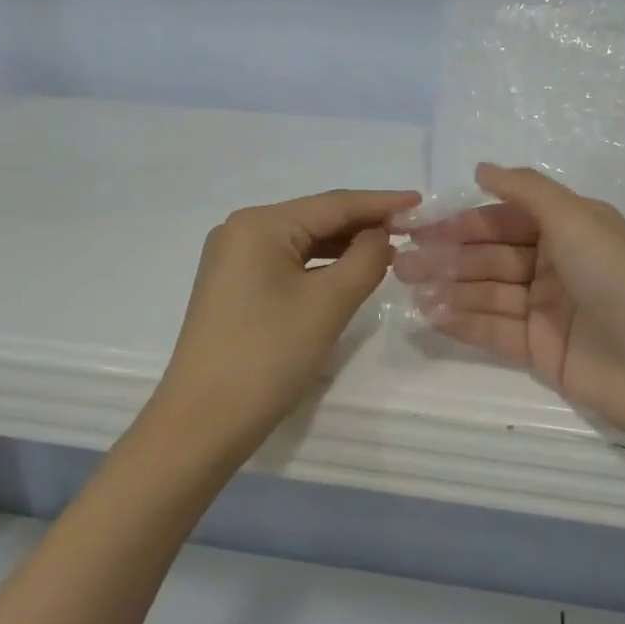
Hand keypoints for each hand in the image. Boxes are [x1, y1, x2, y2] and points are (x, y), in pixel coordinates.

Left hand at [151, 188, 420, 460]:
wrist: (203, 422)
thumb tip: (379, 235)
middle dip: (363, 224)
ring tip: (389, 250)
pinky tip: (347, 272)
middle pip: (315, 218)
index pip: (333, 204)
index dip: (381, 203)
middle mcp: (240, 230)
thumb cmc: (268, 356)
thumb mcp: (329, 303)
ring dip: (343, 246)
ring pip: (301, 242)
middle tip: (411, 229)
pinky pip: (286, 263)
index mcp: (259, 224)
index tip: (421, 200)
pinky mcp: (233, 286)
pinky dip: (320, 266)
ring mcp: (232, 259)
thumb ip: (366, 258)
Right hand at [394, 164, 624, 459]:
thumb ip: (526, 190)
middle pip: (489, 255)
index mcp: (567, 228)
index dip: (460, 221)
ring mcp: (545, 309)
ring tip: (407, 286)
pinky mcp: (539, 349)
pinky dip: (462, 320)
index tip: (416, 225)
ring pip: (486, 291)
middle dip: (446, 255)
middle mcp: (554, 264)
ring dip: (447, 287)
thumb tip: (481, 167)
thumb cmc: (619, 280)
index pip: (502, 219)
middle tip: (401, 261)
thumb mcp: (576, 219)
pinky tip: (429, 313)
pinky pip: (492, 328)